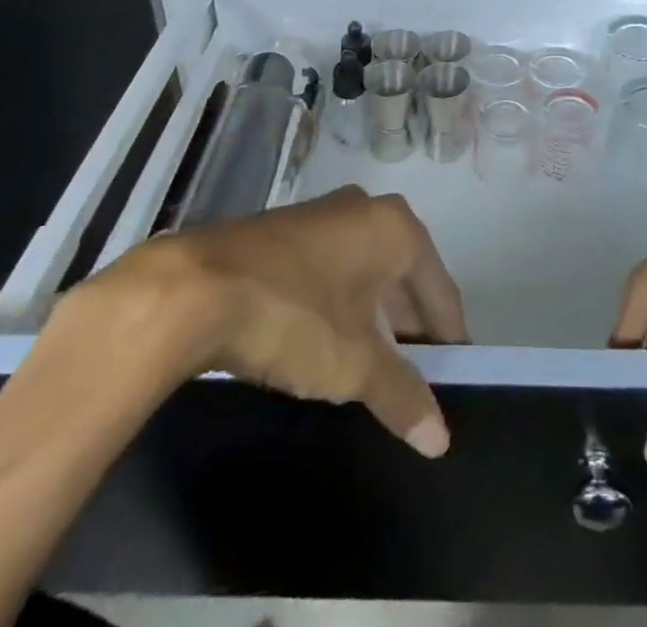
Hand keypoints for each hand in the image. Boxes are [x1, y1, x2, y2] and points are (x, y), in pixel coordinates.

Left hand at [51, 185, 468, 456]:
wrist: (191, 290)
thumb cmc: (293, 316)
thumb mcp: (353, 365)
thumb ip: (402, 395)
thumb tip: (440, 438)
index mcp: (395, 228)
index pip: (439, 289)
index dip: (449, 337)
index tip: (455, 377)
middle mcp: (364, 208)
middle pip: (404, 275)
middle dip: (410, 326)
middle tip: (414, 377)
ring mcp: (320, 214)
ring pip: (364, 270)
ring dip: (373, 315)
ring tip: (372, 366)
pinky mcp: (283, 230)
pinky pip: (330, 268)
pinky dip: (339, 303)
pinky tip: (326, 339)